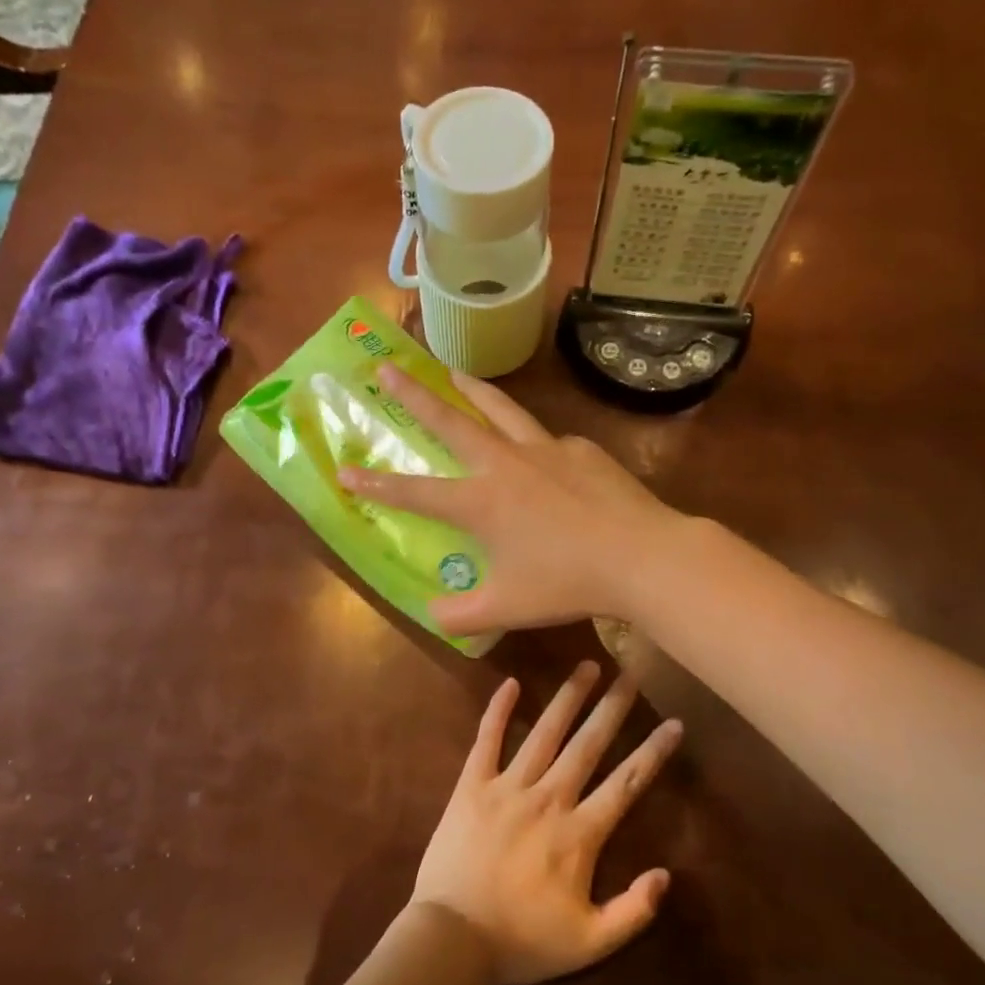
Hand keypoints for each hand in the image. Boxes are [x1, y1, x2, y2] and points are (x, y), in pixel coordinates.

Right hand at [338, 364, 679, 633]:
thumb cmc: (568, 582)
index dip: (375, 483)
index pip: (414, 492)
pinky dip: (533, 441)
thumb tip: (432, 614)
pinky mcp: (581, 449)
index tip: (343, 469)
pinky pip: (548, 442)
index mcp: (480, 502)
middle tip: (388, 368)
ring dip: (471, 389)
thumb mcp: (506, 608)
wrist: (641, 556)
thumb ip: (461, 615)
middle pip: (451, 421)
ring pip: (500, 409)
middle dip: (413, 395)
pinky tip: (543, 456)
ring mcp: (545, 450)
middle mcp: (505, 464)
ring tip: (452, 371)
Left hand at [411, 661, 683, 984]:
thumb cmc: (523, 943)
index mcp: (579, 835)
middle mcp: (548, 799)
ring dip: (567, 698)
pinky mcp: (472, 786)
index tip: (673, 722)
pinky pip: (487, 740)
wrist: (453, 940)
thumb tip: (666, 874)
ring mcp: (507, 788)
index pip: (625, 784)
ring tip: (586, 666)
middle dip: (612, 708)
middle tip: (631, 671)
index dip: (652, 752)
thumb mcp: (589, 943)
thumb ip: (632, 911)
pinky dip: (498, 710)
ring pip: (544, 733)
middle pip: (587, 745)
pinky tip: (510, 683)